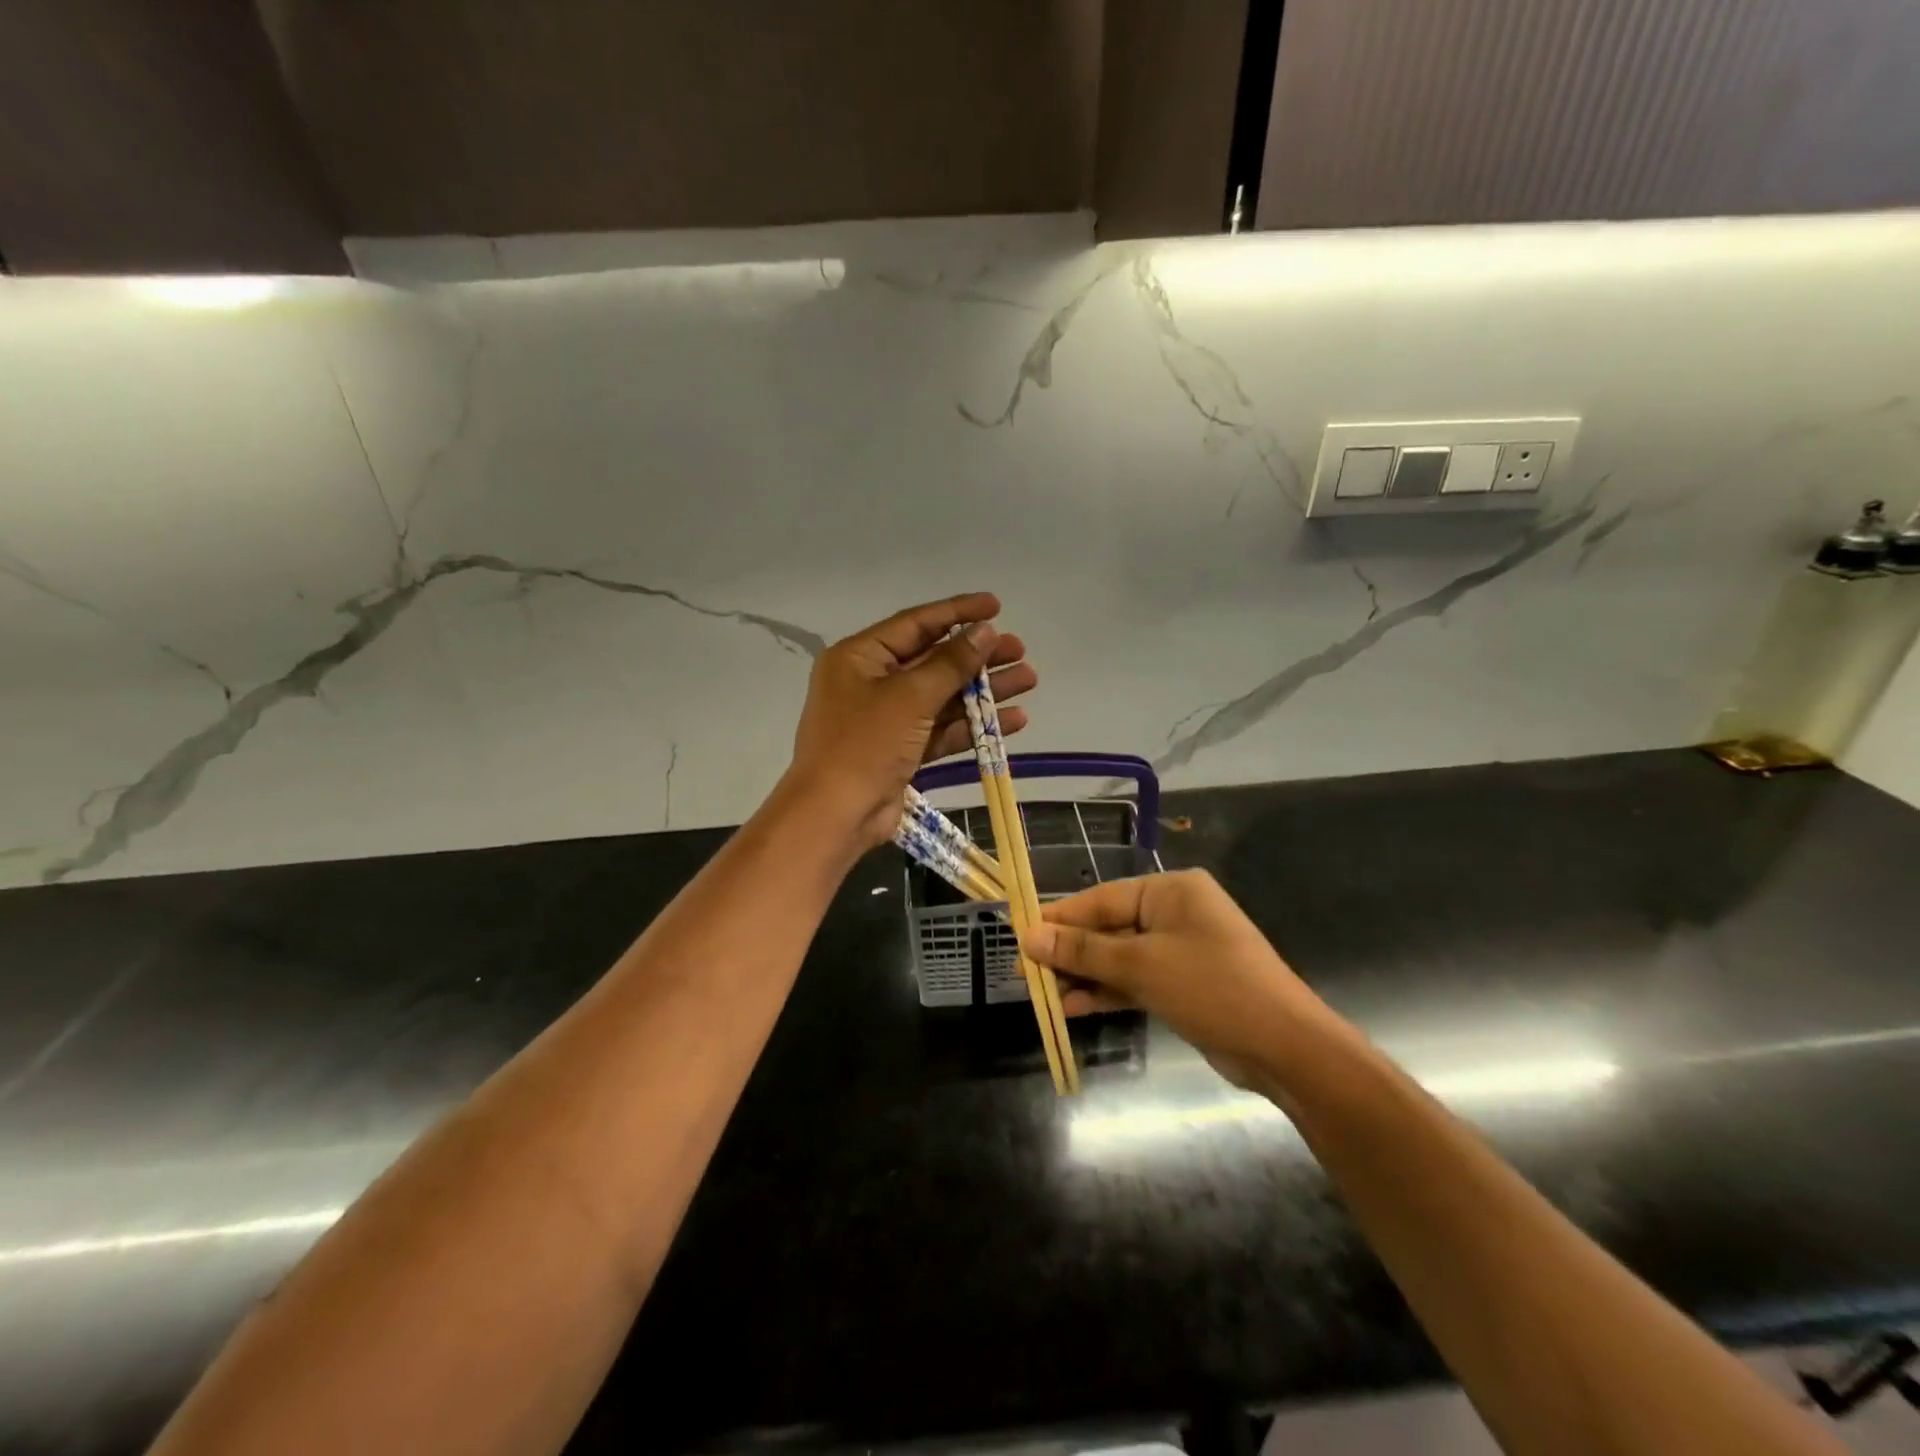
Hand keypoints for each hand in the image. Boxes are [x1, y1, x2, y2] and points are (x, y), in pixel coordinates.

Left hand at [786, 592, 1036, 849]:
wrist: (836, 815)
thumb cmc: (866, 743)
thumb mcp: (910, 696)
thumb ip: (951, 662)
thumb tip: (985, 631)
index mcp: (860, 657)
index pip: (916, 623)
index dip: (957, 612)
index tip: (996, 606)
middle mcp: (871, 682)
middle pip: (933, 660)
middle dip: (978, 657)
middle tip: (1019, 650)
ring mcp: (887, 720)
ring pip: (943, 696)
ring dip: (984, 690)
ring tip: (1028, 680)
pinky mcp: (902, 751)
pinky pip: (942, 729)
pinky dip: (973, 725)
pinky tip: (1014, 720)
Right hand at [1021, 869, 1338, 1091]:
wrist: (1285, 1048)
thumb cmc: (1212, 987)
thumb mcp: (1142, 965)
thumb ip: (1084, 950)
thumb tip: (1030, 935)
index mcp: (1171, 891)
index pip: (1102, 898)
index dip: (1060, 917)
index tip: (1022, 932)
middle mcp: (1175, 913)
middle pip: (1109, 927)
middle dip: (1071, 951)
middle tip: (1027, 969)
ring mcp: (1181, 950)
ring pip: (1120, 957)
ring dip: (1086, 975)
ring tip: (1044, 994)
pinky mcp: (1184, 984)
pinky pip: (1136, 980)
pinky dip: (1108, 992)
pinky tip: (1074, 1007)